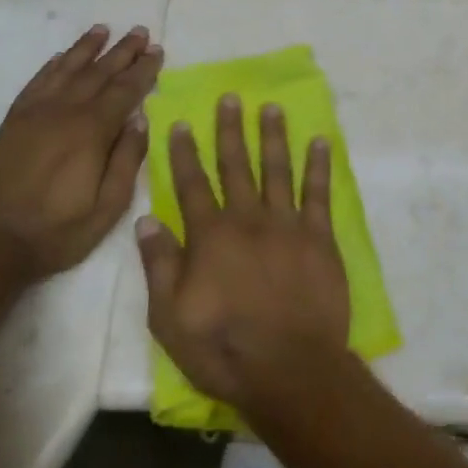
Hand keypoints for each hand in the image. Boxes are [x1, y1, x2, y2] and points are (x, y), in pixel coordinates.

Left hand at [0, 24, 162, 283]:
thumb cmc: (56, 232)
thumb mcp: (107, 208)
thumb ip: (127, 161)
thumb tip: (141, 120)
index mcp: (91, 132)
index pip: (125, 91)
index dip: (143, 70)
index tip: (157, 50)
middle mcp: (63, 112)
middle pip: (98, 73)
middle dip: (122, 51)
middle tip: (140, 31)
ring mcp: (34, 114)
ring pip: (65, 70)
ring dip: (86, 48)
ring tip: (103, 30)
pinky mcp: (12, 122)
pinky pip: (36, 83)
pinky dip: (52, 66)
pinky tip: (61, 57)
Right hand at [137, 95, 351, 414]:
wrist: (290, 369)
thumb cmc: (223, 349)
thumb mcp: (170, 318)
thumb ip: (160, 265)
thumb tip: (147, 220)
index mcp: (210, 236)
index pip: (192, 184)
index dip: (184, 153)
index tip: (180, 123)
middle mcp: (248, 219)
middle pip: (236, 166)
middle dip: (230, 130)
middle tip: (231, 98)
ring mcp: (288, 225)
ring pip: (278, 170)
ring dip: (273, 137)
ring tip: (271, 108)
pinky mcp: (320, 238)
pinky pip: (319, 194)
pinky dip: (318, 166)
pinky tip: (319, 142)